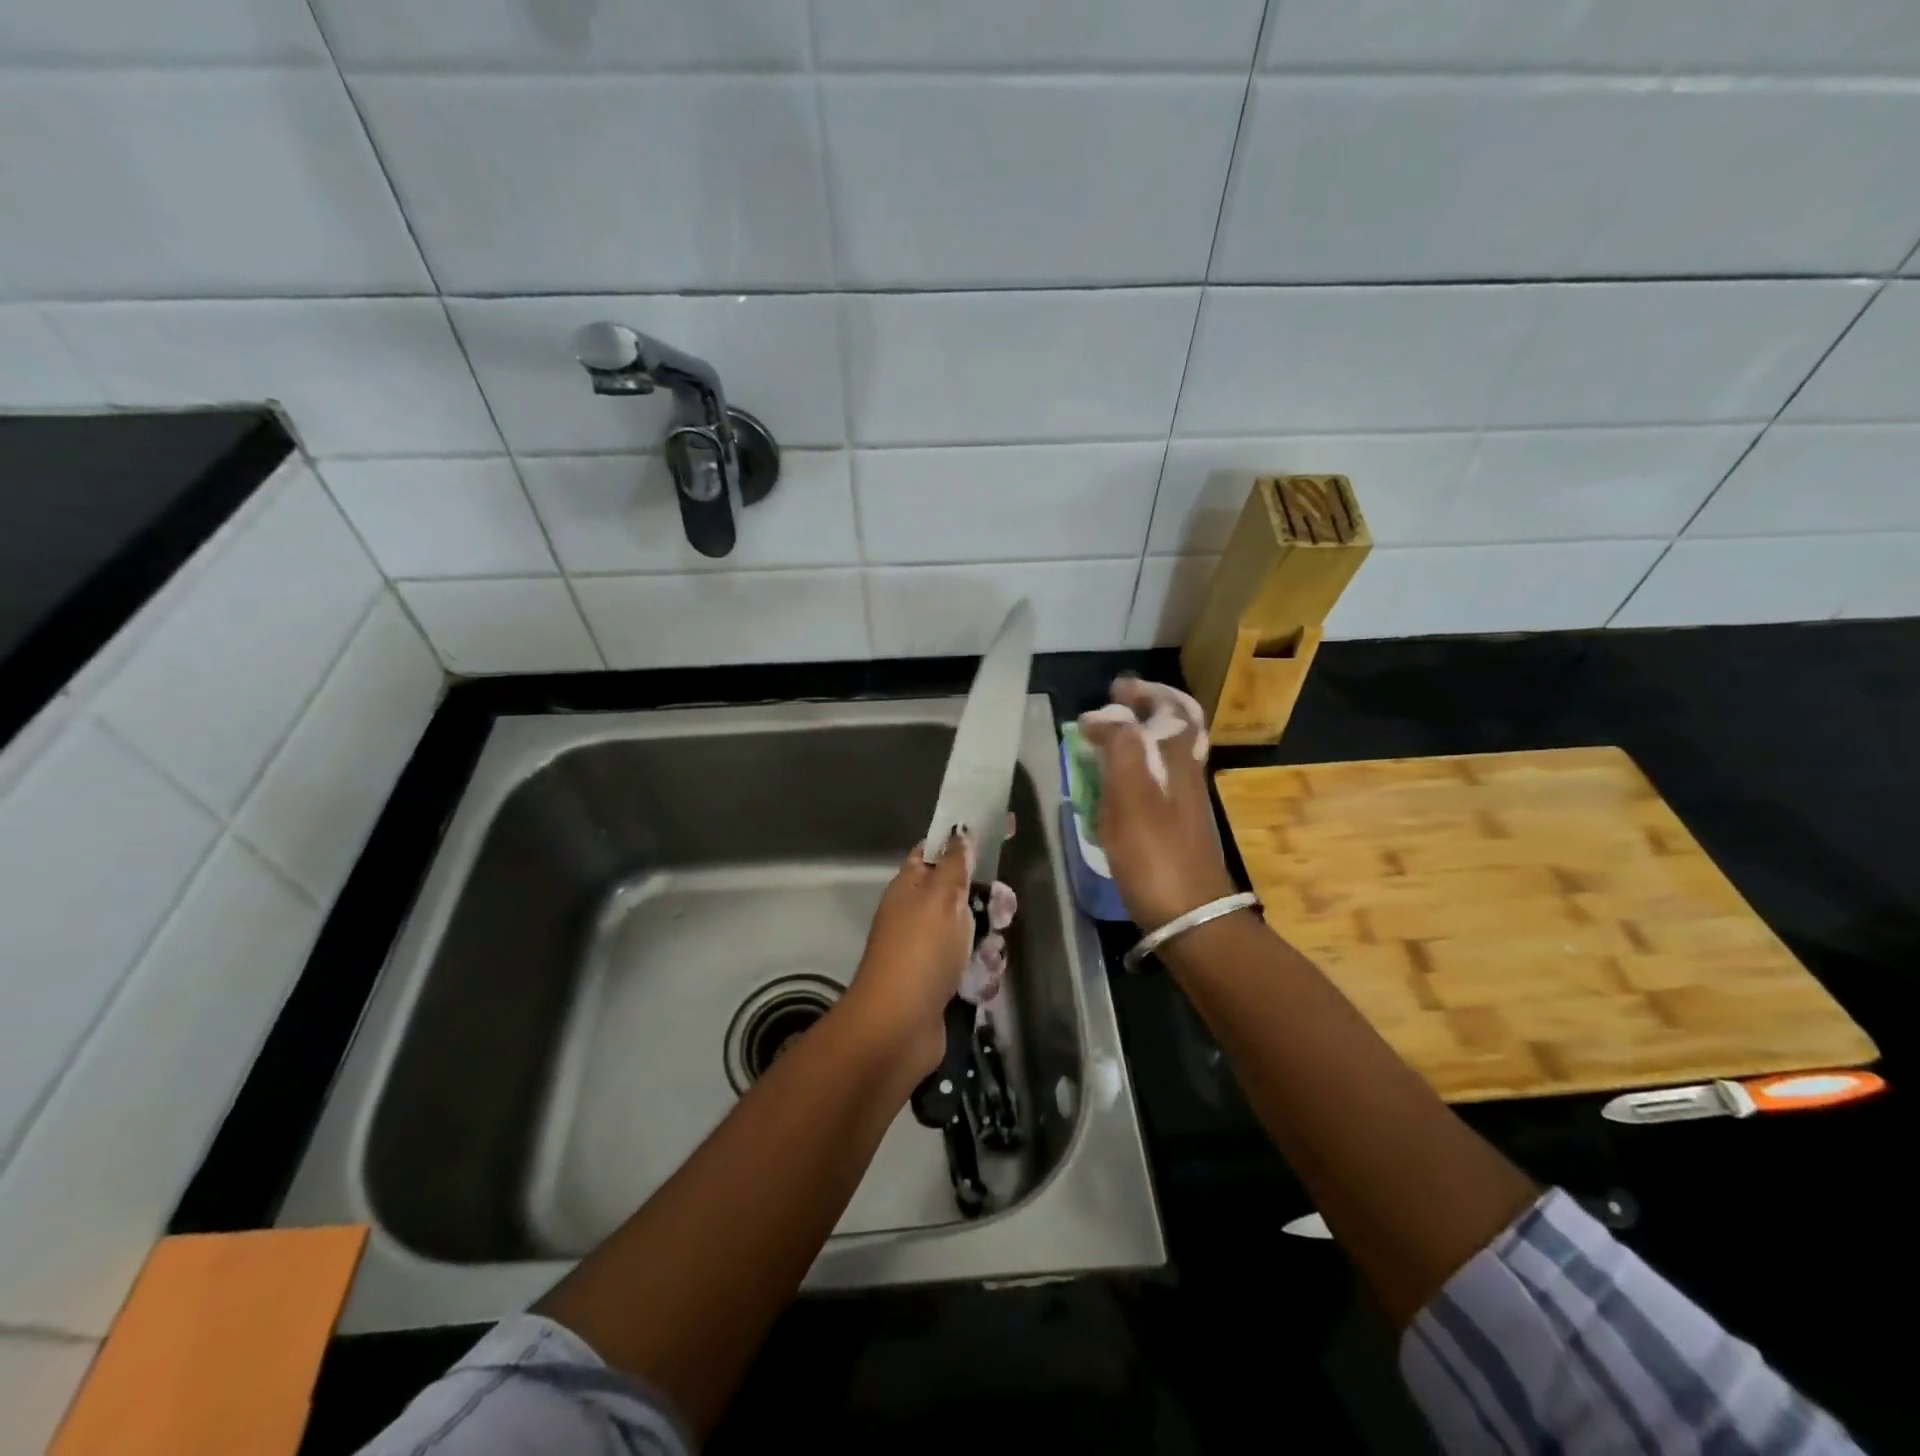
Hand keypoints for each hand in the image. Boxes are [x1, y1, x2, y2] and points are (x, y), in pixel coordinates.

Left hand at [841, 834, 977, 1077]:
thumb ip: (956, 863)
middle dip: (989, 903)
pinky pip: (972, 967)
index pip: (937, 850)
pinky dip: (982, 975)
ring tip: (987, 958)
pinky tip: (982, 985)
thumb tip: (960, 832)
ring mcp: (929, 950)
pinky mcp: (942, 983)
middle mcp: (918, 914)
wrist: (898, 1028)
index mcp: (911, 886)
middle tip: (1001, 912)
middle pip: (964, 894)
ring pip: (974, 932)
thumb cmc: (920, 951)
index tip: (1001, 832)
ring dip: (988, 944)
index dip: (966, 840)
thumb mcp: (941, 897)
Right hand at [1077, 678, 1235, 932]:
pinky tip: (1116, 786)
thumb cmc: (1154, 853)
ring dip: (1141, 738)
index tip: (1115, 688)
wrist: (1190, 915)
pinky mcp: (1176, 827)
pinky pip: (1158, 782)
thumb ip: (1119, 746)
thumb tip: (1104, 715)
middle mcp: (1187, 773)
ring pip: (1167, 754)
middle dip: (1147, 711)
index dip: (1147, 692)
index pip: (1173, 708)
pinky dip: (1137, 770)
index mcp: (1178, 758)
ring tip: (1108, 740)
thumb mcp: (1130, 794)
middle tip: (1115, 707)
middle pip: (1176, 728)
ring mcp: (1185, 801)